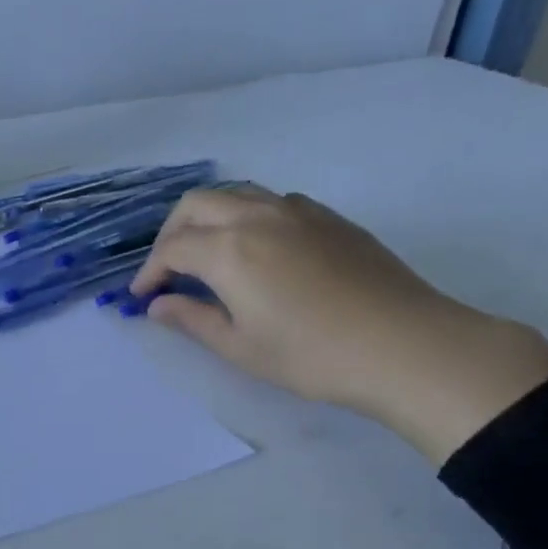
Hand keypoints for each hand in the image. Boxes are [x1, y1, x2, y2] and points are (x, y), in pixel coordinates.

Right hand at [130, 185, 547, 462]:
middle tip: (168, 270)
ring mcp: (297, 211)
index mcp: (228, 249)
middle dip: (171, 233)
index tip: (142, 297)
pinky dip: (248, 216)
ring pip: (236, 194)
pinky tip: (258, 250)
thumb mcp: (240, 347)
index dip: (150, 272)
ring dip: (208, 217)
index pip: (172, 249)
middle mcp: (256, 216)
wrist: (405, 345)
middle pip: (195, 205)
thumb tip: (158, 306)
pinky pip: (273, 201)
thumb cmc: (311, 355)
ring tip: (207, 254)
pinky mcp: (330, 218)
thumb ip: (192, 320)